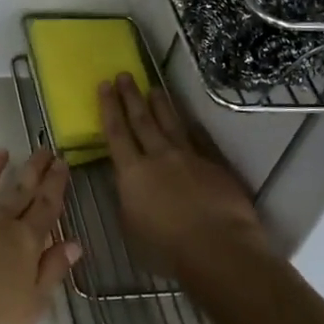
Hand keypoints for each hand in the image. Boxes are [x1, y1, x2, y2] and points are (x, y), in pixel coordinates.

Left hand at [0, 148, 77, 323]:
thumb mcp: (33, 302)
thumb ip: (53, 269)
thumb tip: (74, 243)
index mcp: (25, 240)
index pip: (46, 206)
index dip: (55, 184)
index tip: (62, 163)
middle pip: (20, 188)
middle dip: (34, 168)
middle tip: (43, 150)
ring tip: (2, 152)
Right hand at [99, 74, 264, 276]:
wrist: (219, 249)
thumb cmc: (167, 249)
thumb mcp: (131, 228)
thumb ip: (128, 202)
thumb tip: (128, 188)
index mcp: (132, 172)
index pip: (116, 133)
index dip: (109, 108)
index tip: (104, 85)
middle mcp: (159, 157)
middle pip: (142, 120)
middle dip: (131, 96)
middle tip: (125, 74)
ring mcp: (190, 158)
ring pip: (171, 124)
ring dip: (161, 105)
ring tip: (154, 88)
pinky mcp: (215, 166)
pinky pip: (200, 140)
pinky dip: (193, 128)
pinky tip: (190, 120)